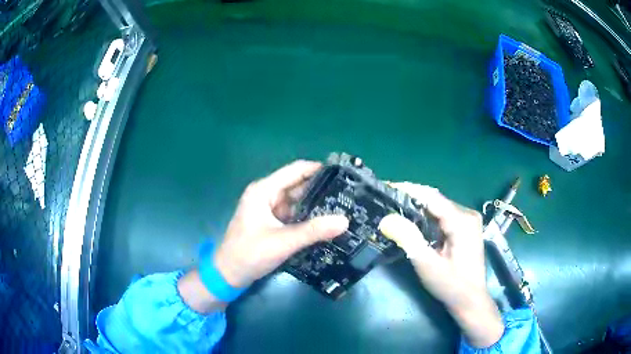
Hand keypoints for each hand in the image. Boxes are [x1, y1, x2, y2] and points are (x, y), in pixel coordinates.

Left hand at [213, 160, 348, 287]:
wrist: (229, 275)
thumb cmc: (249, 254)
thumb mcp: (282, 242)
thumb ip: (313, 231)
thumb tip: (344, 221)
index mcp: (264, 190)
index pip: (296, 170)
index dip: (319, 170)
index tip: (343, 174)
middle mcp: (266, 195)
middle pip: (298, 185)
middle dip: (321, 189)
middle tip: (348, 194)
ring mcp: (269, 209)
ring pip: (297, 201)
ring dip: (316, 204)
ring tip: (343, 206)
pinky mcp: (272, 222)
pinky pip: (294, 214)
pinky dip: (307, 217)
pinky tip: (325, 222)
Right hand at [378, 182, 502, 347]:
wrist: (471, 300)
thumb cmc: (451, 285)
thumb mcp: (427, 264)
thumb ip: (408, 239)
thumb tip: (386, 218)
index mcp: (462, 221)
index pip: (432, 197)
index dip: (408, 190)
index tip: (386, 188)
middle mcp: (467, 214)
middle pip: (435, 200)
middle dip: (411, 199)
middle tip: (386, 201)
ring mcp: (469, 220)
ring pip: (439, 208)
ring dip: (418, 208)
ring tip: (394, 209)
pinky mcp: (466, 228)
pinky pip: (443, 216)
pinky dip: (427, 217)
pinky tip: (413, 222)